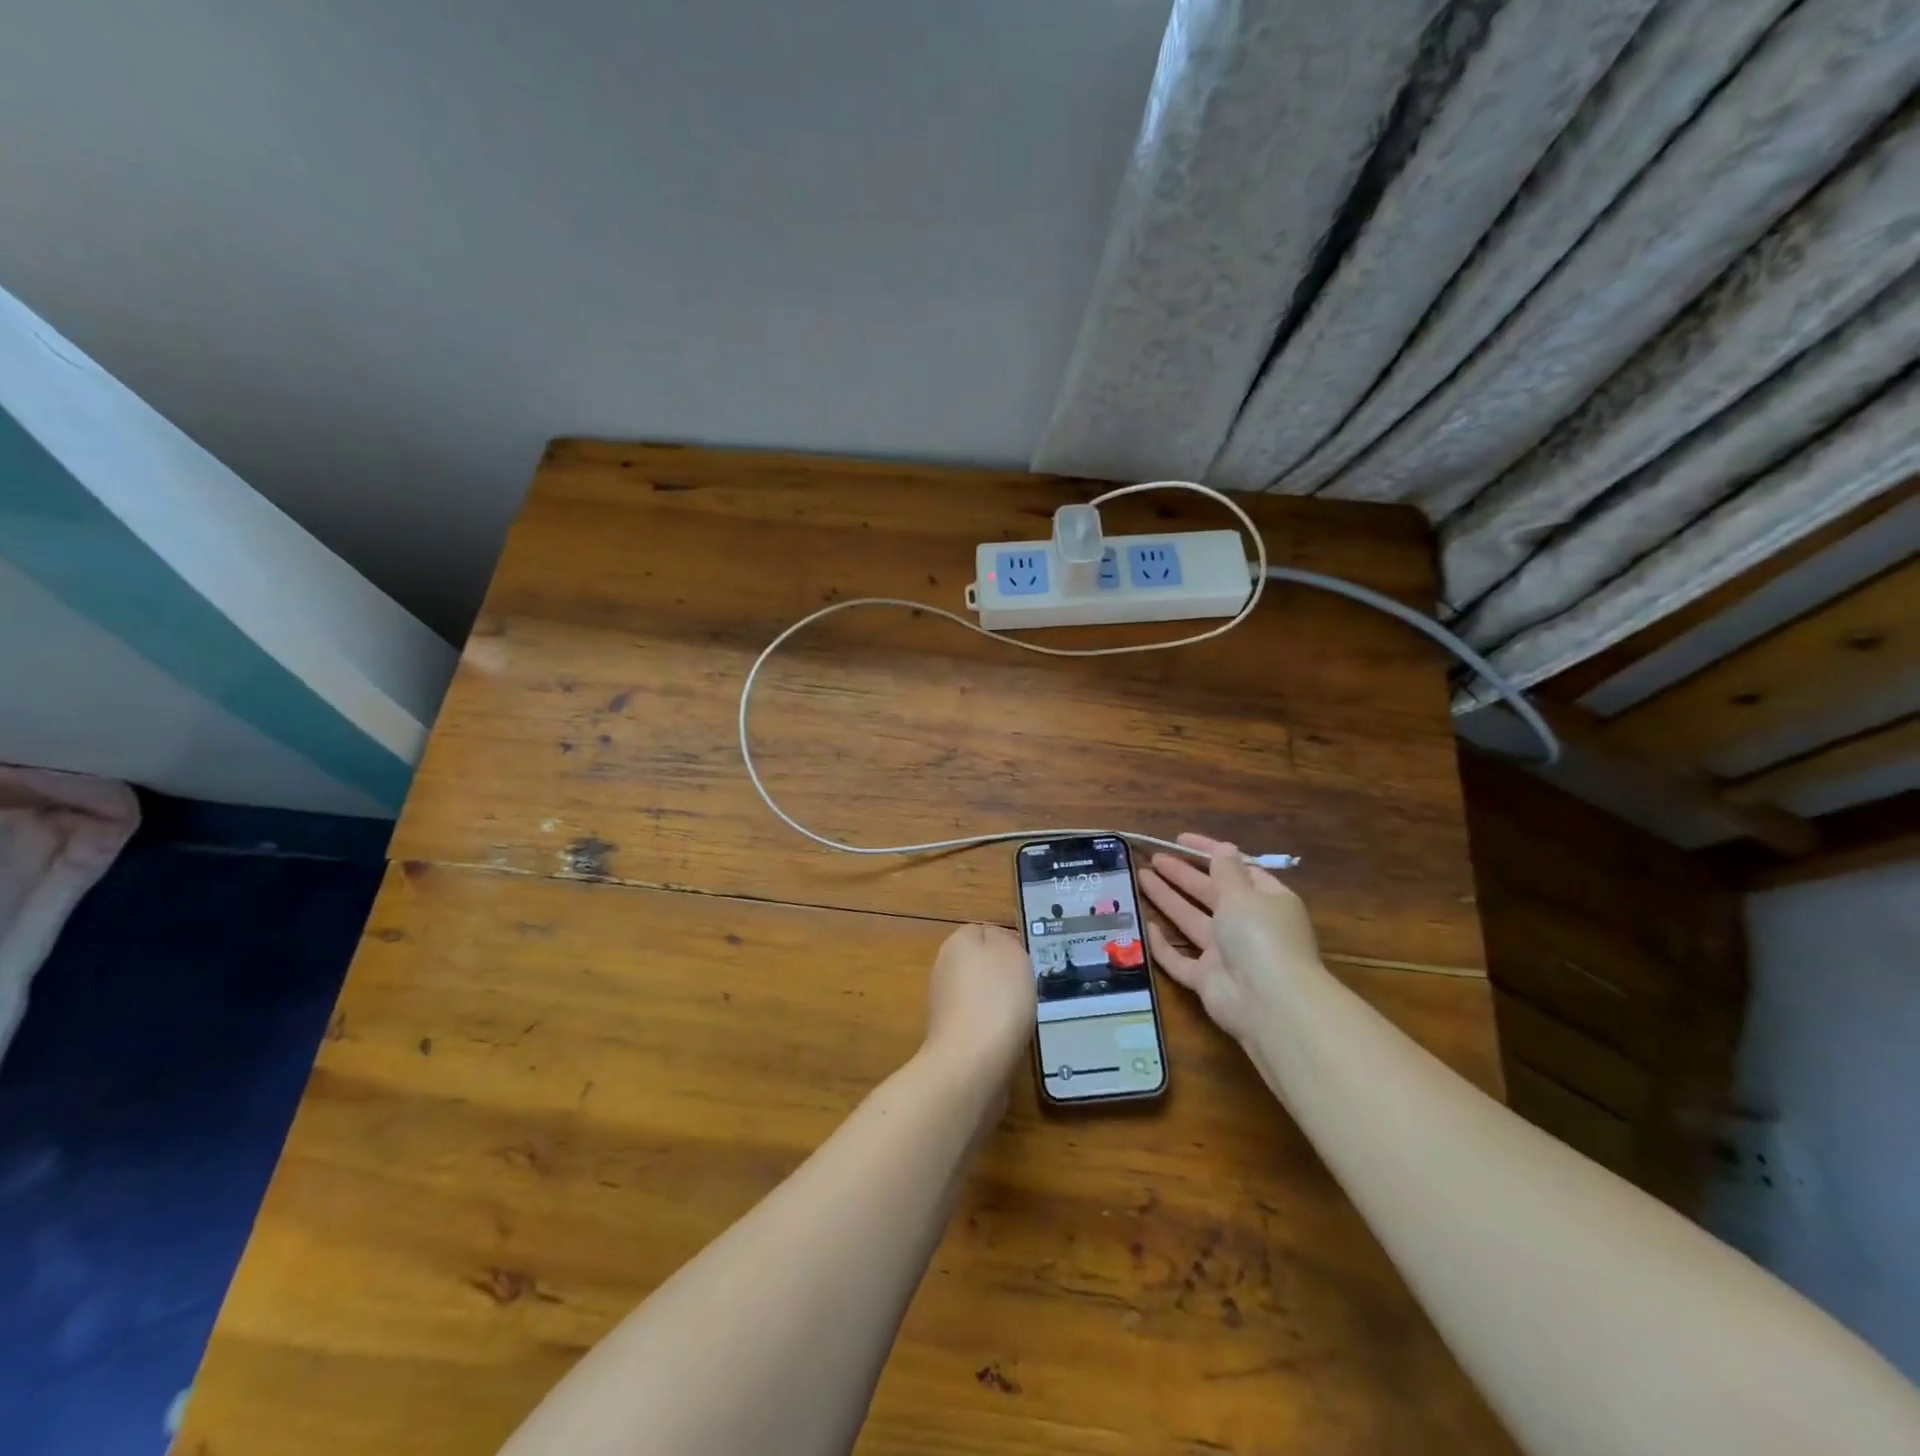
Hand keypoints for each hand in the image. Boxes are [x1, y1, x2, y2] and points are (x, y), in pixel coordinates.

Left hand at [922, 924, 1035, 1084]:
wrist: (971, 1062)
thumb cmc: (998, 999)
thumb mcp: (1013, 954)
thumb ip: (1005, 940)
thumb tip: (997, 942)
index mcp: (957, 942)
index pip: (982, 930)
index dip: (1007, 942)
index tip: (1027, 961)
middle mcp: (943, 968)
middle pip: (978, 963)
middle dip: (1001, 974)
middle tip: (1027, 988)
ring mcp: (942, 1003)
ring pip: (977, 993)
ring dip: (996, 1002)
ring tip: (1020, 1016)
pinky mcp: (947, 1035)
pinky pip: (975, 1021)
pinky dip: (991, 1027)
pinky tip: (1007, 1039)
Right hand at [1139, 833, 1320, 1042]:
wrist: (1268, 1003)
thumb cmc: (1260, 936)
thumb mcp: (1244, 894)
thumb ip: (1226, 870)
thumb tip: (1223, 848)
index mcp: (1266, 901)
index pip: (1236, 869)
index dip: (1209, 853)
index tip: (1180, 839)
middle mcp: (1247, 926)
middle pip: (1210, 894)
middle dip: (1183, 874)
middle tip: (1154, 857)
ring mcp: (1226, 955)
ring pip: (1191, 921)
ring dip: (1168, 899)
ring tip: (1140, 876)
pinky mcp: (1207, 980)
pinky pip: (1180, 960)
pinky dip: (1163, 946)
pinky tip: (1145, 926)